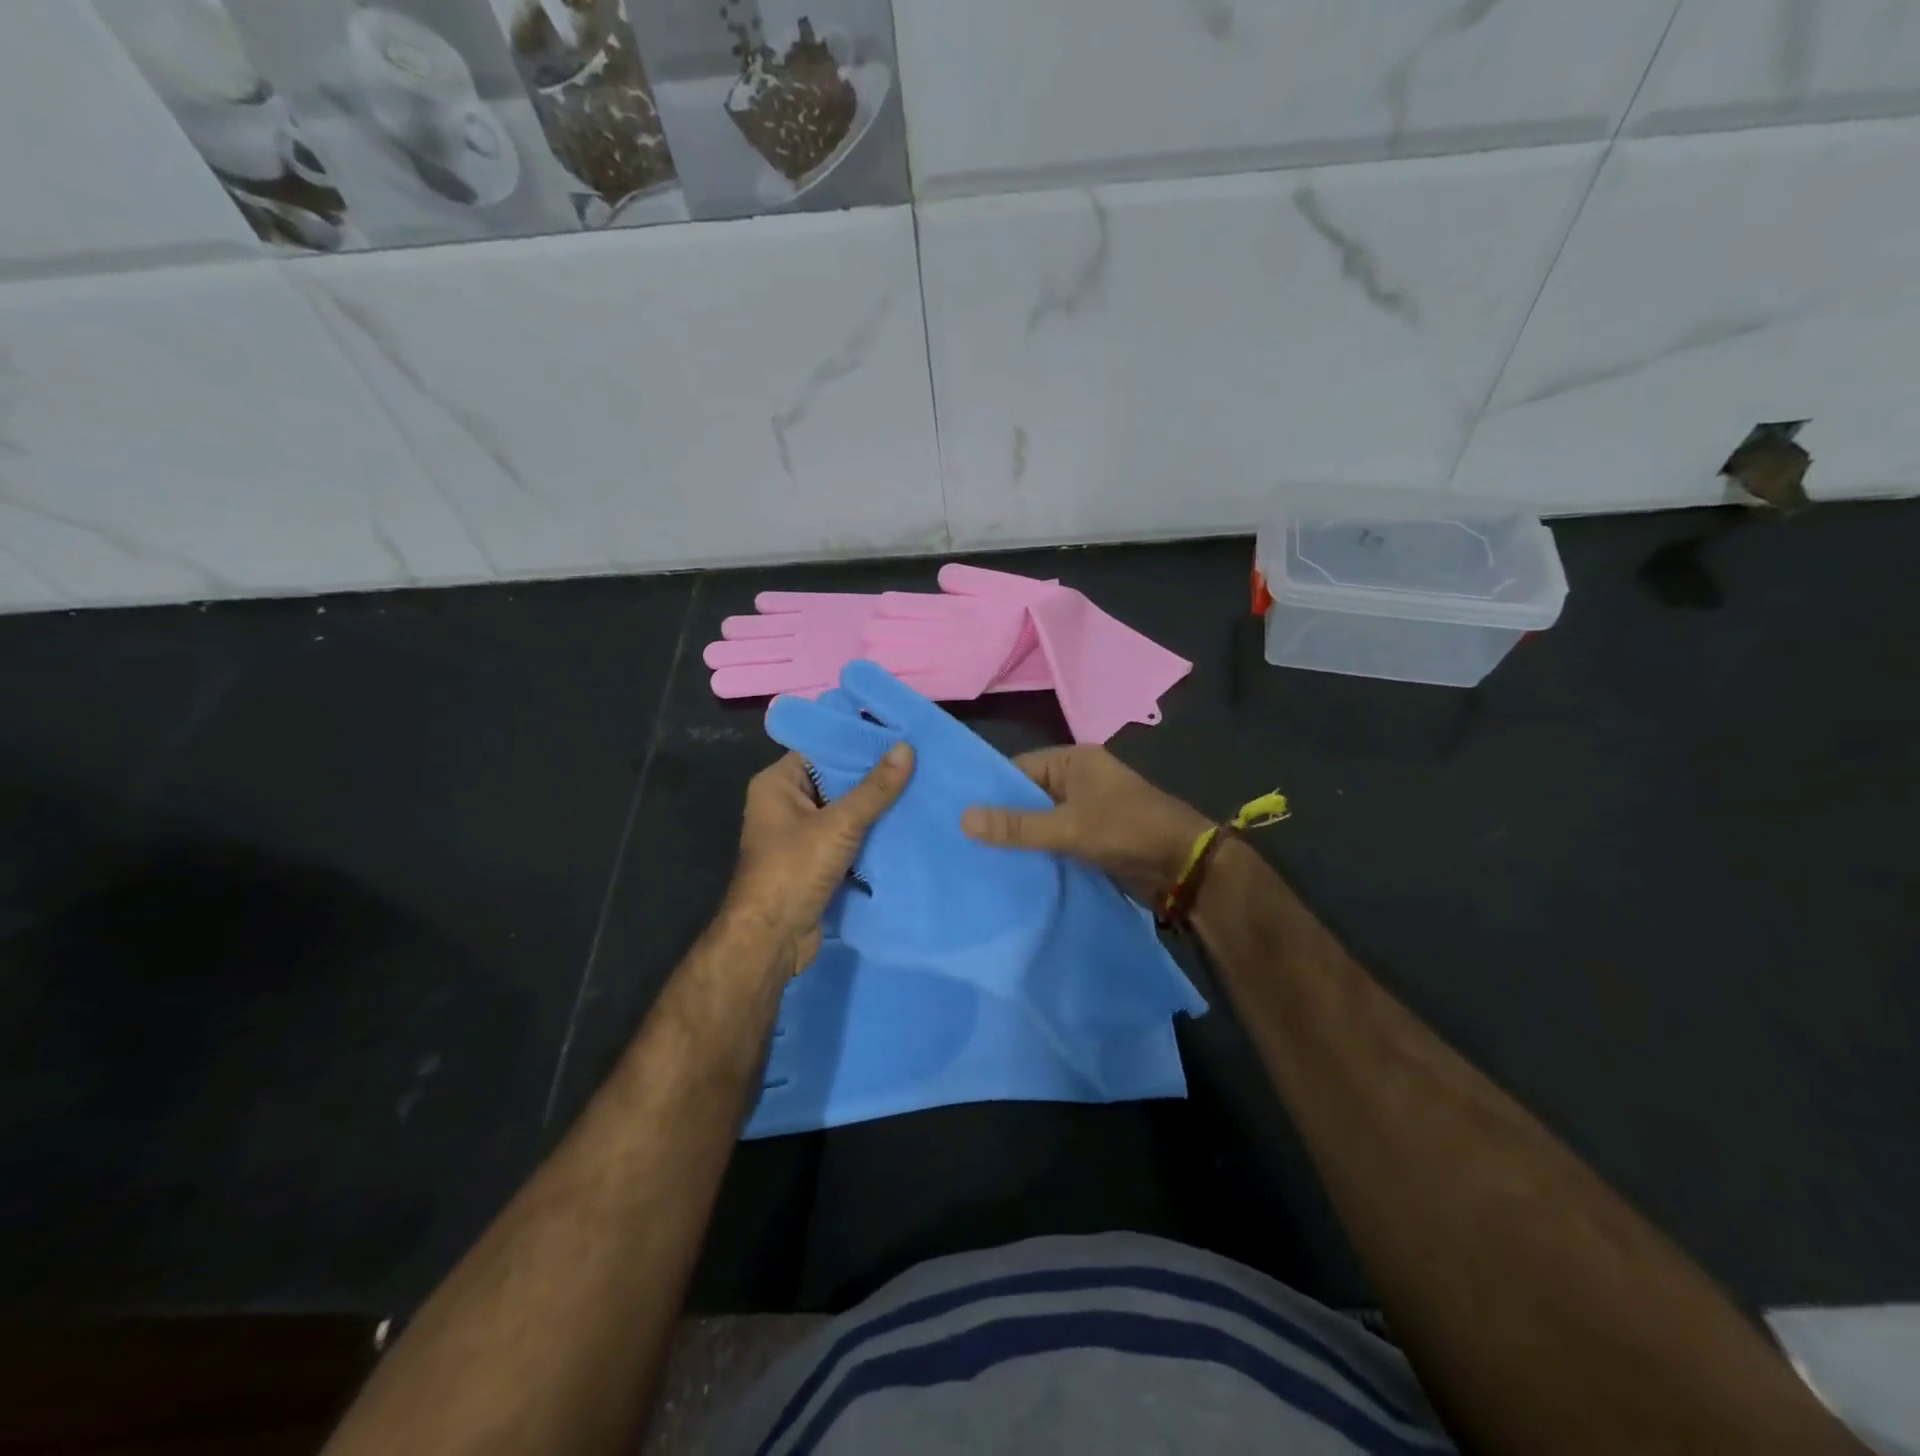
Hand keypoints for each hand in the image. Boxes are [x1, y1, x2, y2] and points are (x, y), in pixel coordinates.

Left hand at [725, 745, 913, 977]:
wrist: (772, 940)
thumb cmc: (794, 871)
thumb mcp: (839, 825)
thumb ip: (875, 789)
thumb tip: (906, 748)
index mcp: (778, 783)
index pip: (823, 748)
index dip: (860, 740)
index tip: (900, 732)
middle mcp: (787, 803)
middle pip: (837, 779)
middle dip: (875, 775)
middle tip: (920, 759)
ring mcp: (801, 833)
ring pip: (846, 809)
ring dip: (877, 806)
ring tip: (922, 785)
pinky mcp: (817, 860)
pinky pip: (849, 836)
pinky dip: (873, 832)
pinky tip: (908, 822)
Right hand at [962, 745, 1209, 903]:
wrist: (1183, 865)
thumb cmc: (1126, 831)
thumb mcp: (1067, 828)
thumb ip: (1017, 825)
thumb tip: (963, 818)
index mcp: (1074, 761)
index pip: (1018, 769)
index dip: (989, 790)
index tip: (956, 813)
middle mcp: (1079, 779)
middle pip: (1028, 795)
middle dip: (1002, 817)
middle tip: (960, 840)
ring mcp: (1088, 808)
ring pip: (1042, 820)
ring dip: (1020, 837)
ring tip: (977, 856)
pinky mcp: (1094, 835)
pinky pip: (1057, 837)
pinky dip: (1039, 850)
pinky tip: (1011, 867)